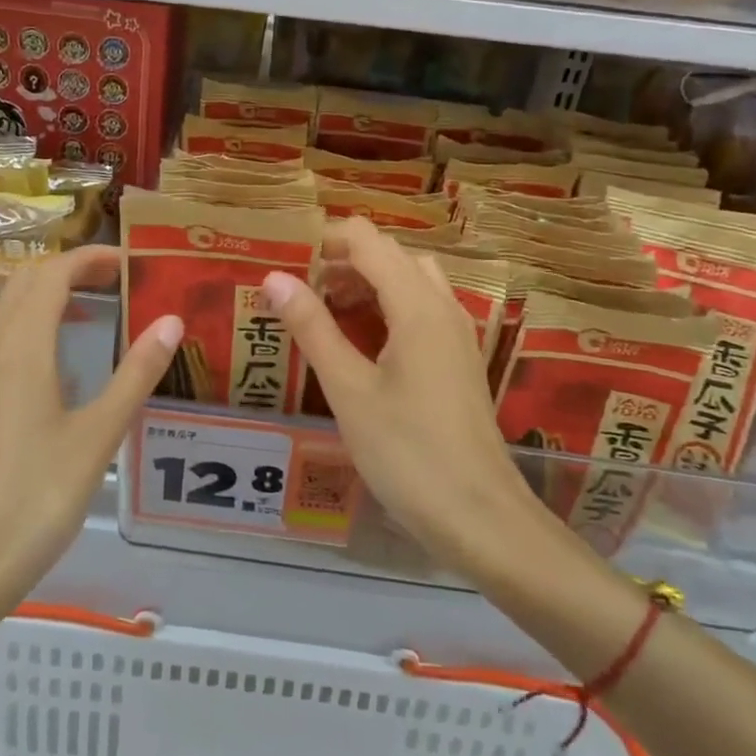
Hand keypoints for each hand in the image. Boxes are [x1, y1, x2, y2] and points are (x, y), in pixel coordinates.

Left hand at [0, 246, 182, 658]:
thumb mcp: (98, 437)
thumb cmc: (35, 500)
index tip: (126, 263)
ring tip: (81, 319)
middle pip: (22, 284)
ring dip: (39, 301)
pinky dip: (16, 335)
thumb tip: (170, 321)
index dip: (89, 259)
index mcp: (20, 347)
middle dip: (67, 272)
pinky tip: (37, 374)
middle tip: (111, 285)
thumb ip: (135, 374)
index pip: (53, 273)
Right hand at [262, 219, 553, 582]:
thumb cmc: (407, 452)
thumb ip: (312, 328)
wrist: (480, 517)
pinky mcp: (458, 359)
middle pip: (391, 255)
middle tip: (297, 288)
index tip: (285, 258)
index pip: (368, 239)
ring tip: (322, 310)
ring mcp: (455, 333)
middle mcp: (442, 306)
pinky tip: (358, 341)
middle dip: (342, 261)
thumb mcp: (348, 390)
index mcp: (417, 305)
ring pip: (409, 281)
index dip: (325, 239)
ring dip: (365, 283)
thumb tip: (275, 278)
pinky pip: (420, 310)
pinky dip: (386, 307)